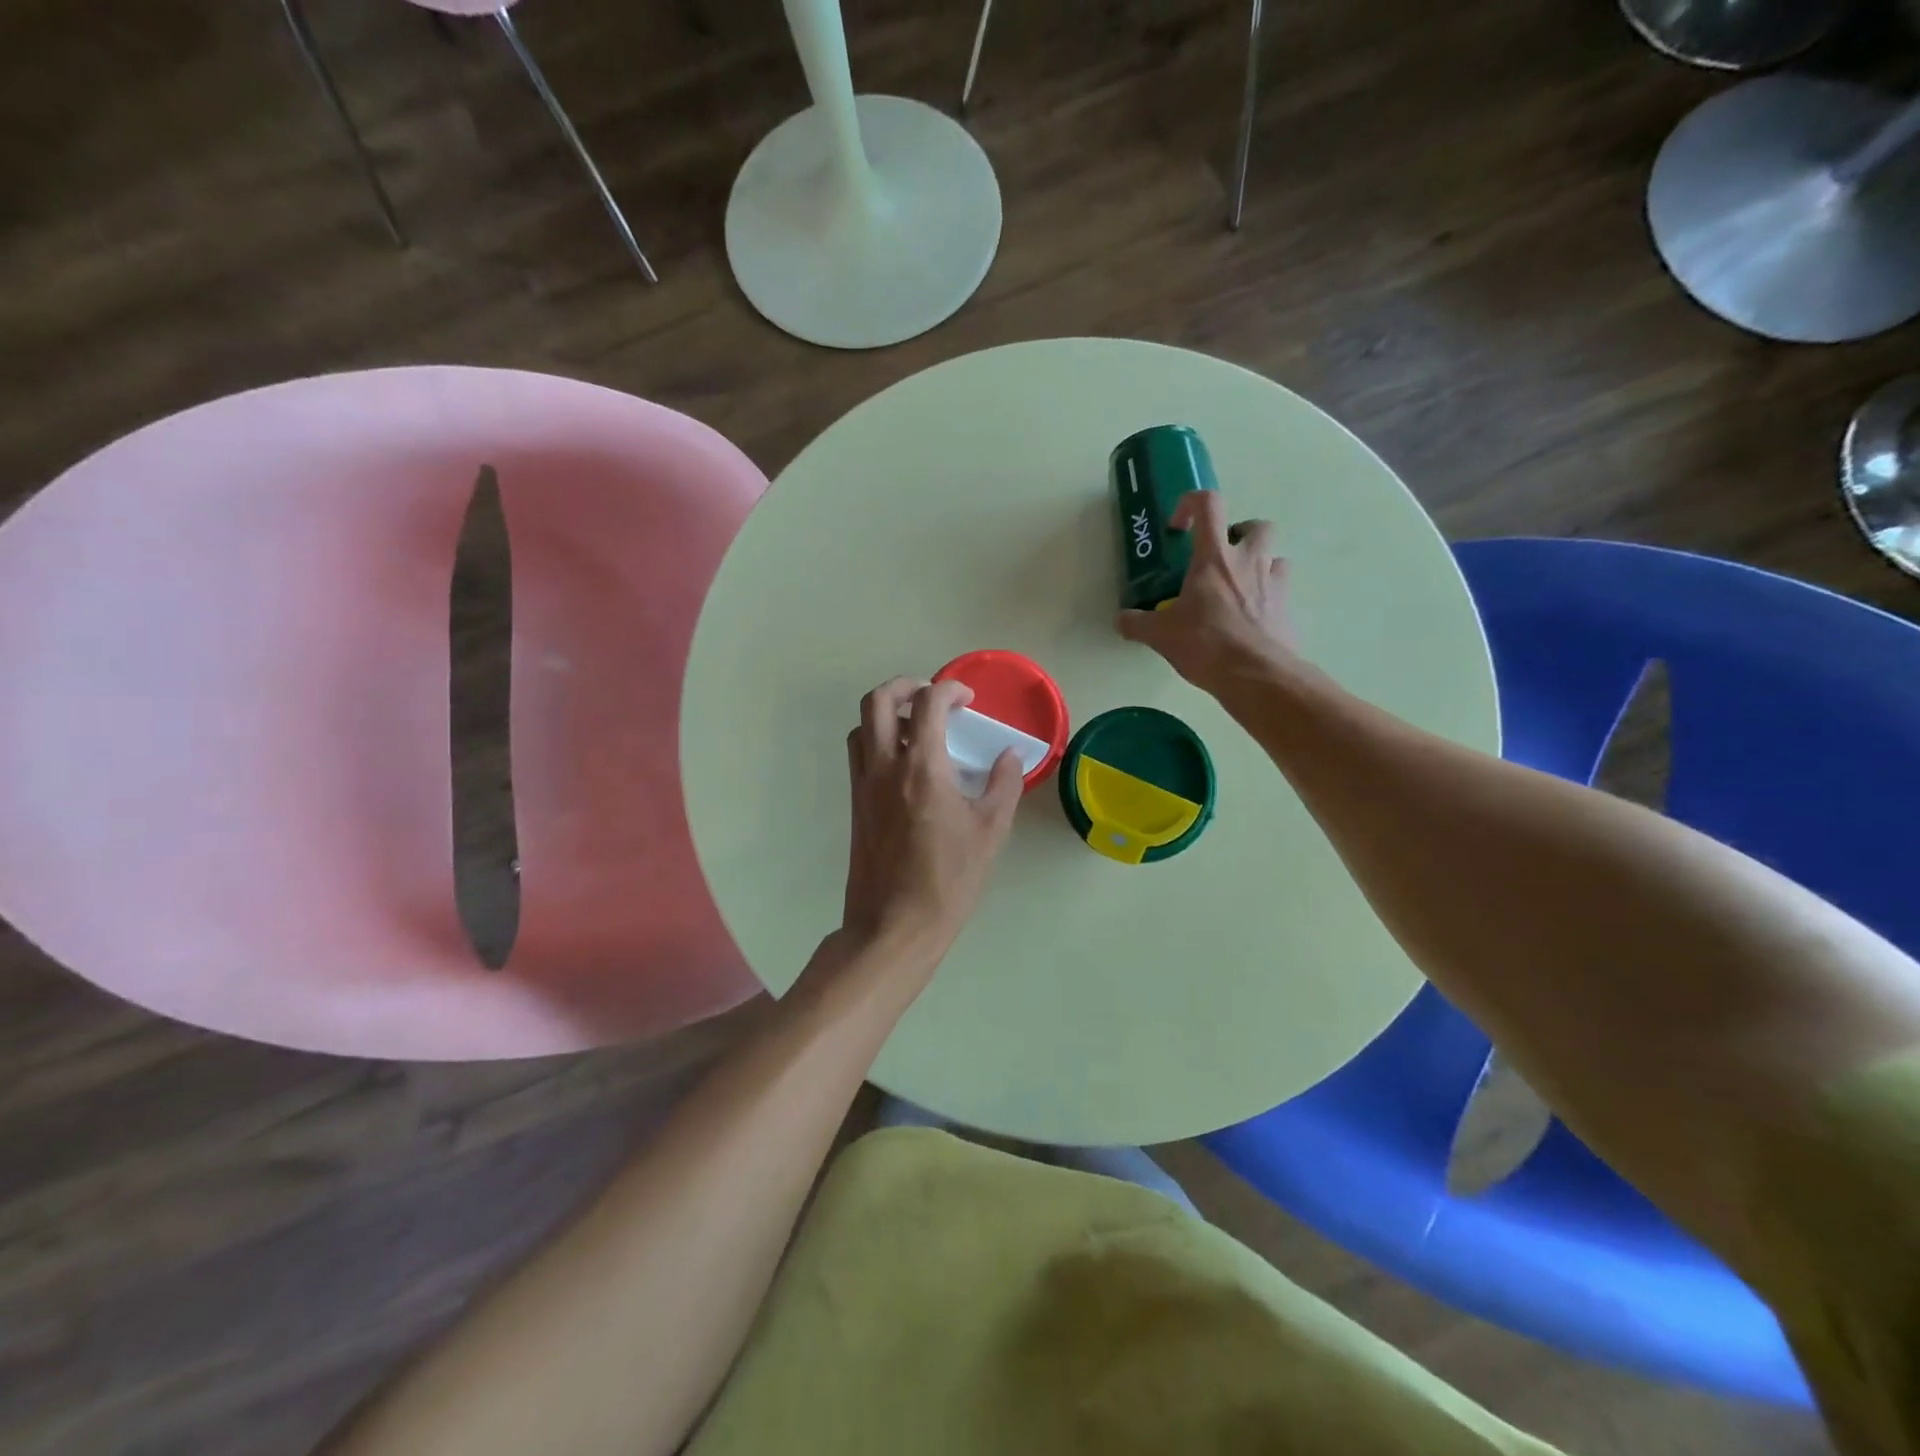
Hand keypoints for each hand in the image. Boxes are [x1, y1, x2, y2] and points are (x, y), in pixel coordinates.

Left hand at [835, 677, 1022, 988]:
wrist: (893, 926)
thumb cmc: (948, 880)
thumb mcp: (990, 831)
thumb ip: (1003, 784)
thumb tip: (1010, 755)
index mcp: (921, 768)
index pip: (927, 703)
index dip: (949, 689)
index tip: (967, 699)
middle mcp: (884, 767)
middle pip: (877, 701)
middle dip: (905, 686)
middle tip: (931, 697)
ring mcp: (864, 785)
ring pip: (862, 726)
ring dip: (886, 713)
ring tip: (916, 729)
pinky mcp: (856, 805)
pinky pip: (860, 755)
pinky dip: (877, 741)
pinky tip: (905, 766)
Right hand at [1117, 490, 1301, 692]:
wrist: (1256, 674)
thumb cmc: (1205, 644)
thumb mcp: (1160, 635)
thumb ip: (1137, 623)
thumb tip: (1121, 620)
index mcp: (1214, 557)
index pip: (1209, 504)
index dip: (1191, 504)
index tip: (1179, 528)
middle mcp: (1249, 560)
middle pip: (1255, 525)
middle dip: (1238, 534)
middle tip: (1219, 558)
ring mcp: (1274, 582)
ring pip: (1275, 555)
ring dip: (1258, 563)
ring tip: (1237, 588)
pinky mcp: (1288, 607)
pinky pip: (1281, 589)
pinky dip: (1267, 595)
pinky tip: (1251, 616)